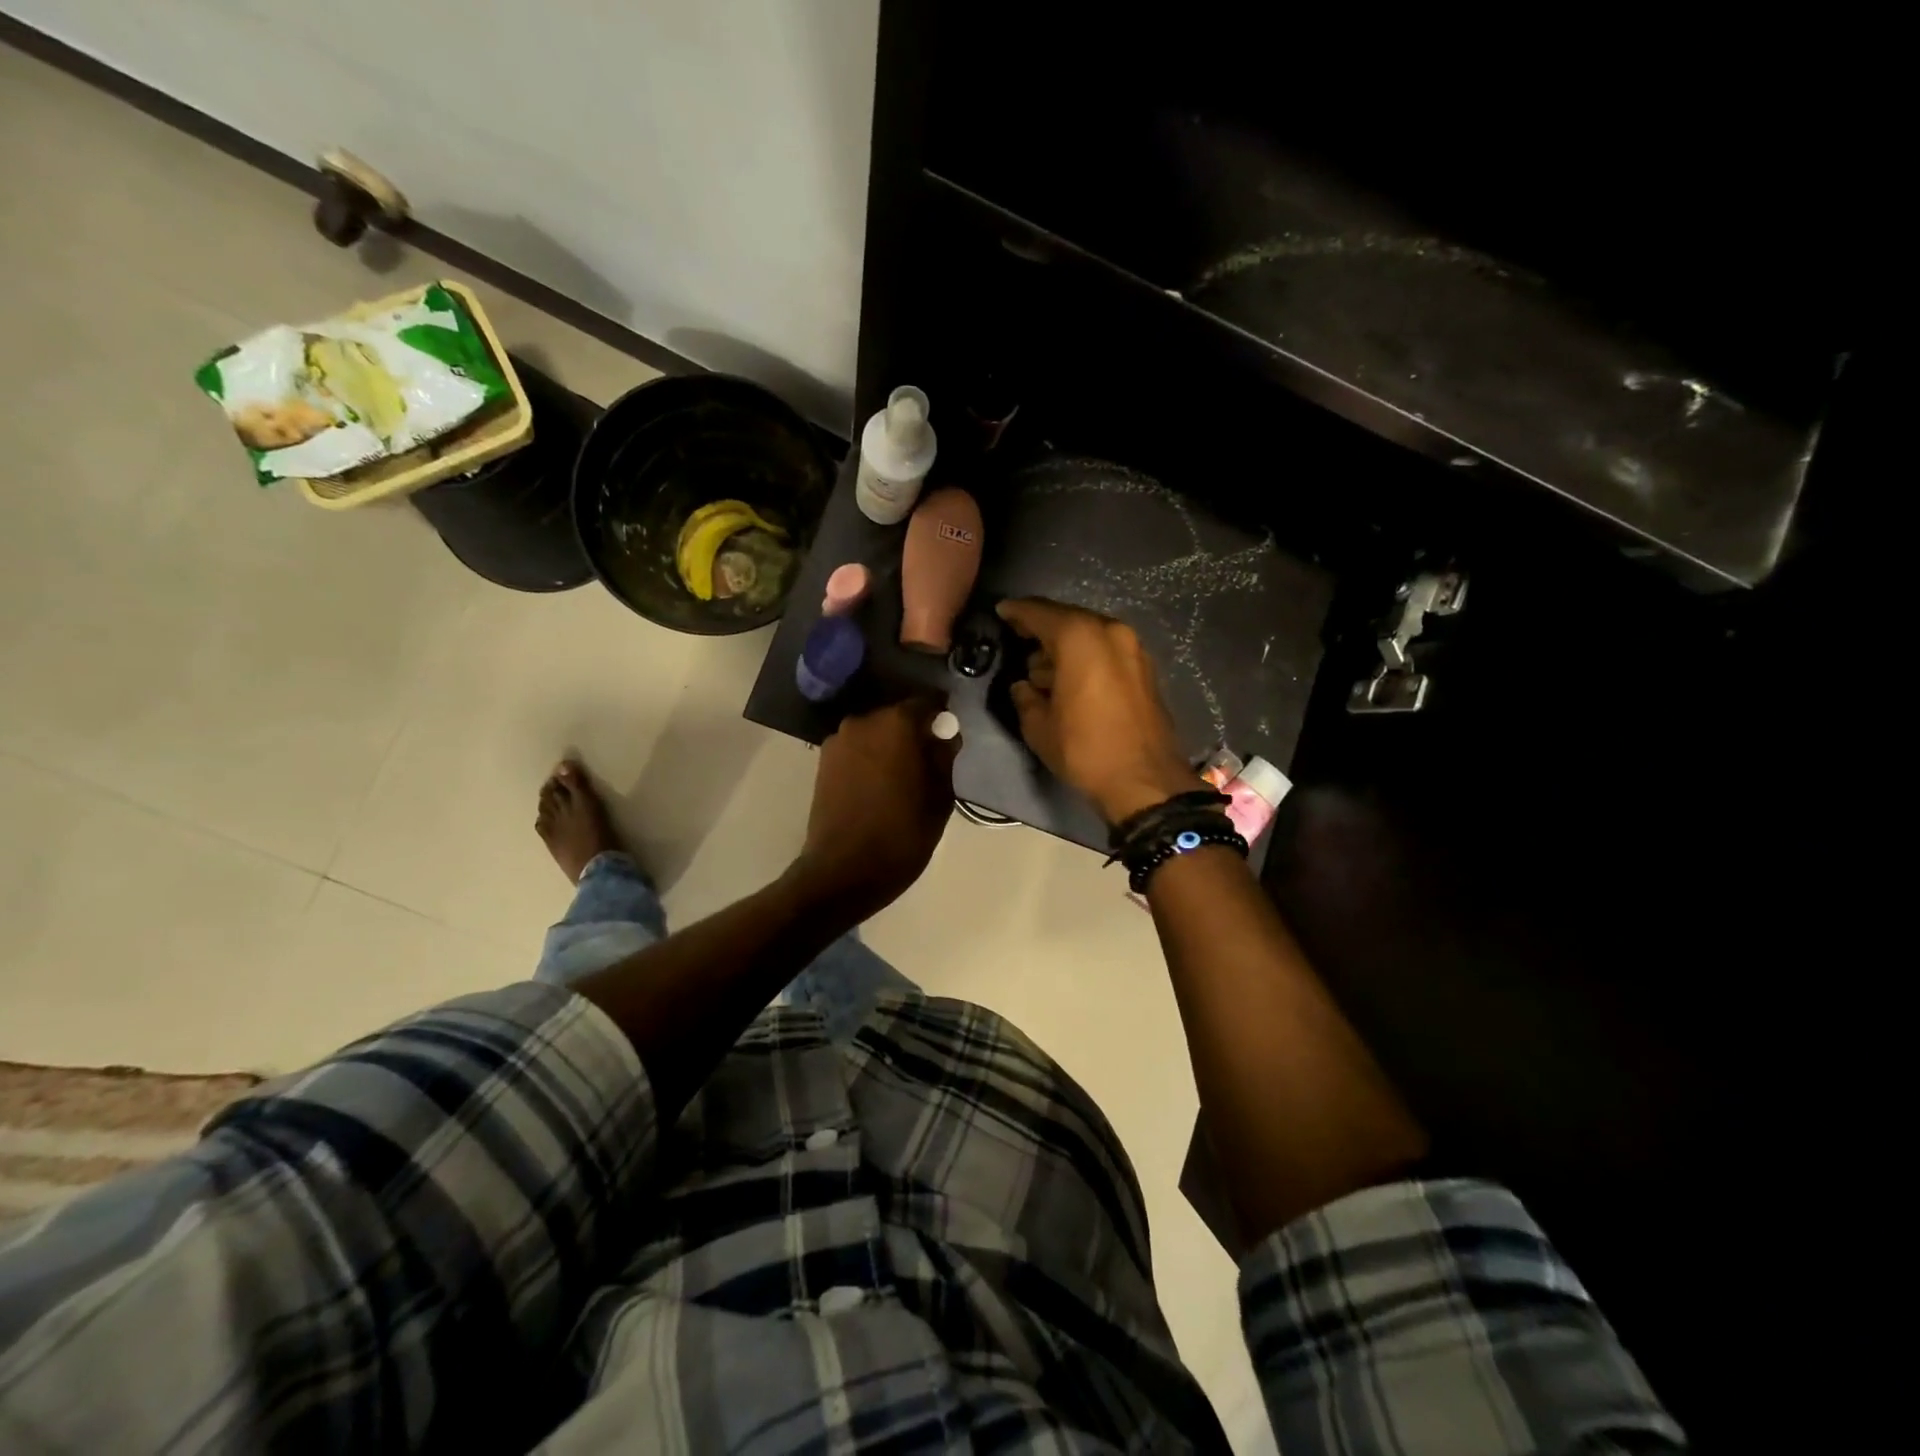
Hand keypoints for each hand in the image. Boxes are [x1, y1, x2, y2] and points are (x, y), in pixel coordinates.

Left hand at [789, 696, 958, 923]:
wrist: (844, 870)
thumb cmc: (902, 833)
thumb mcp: (939, 797)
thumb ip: (943, 757)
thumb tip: (944, 736)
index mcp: (896, 723)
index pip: (926, 702)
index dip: (941, 716)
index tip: (949, 734)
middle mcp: (863, 721)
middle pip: (897, 716)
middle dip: (913, 731)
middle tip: (928, 759)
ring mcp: (838, 741)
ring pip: (874, 733)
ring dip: (889, 745)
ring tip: (902, 776)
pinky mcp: (823, 762)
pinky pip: (856, 749)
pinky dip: (869, 758)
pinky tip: (878, 785)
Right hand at [996, 598, 1203, 824]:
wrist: (1145, 780)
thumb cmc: (1085, 749)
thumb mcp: (1039, 726)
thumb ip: (1025, 696)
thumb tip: (1024, 686)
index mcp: (1079, 638)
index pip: (1039, 613)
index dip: (1016, 612)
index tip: (1000, 612)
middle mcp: (1109, 632)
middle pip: (1067, 619)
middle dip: (1042, 628)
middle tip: (1018, 639)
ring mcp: (1132, 648)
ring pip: (1089, 635)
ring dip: (1064, 646)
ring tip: (1042, 669)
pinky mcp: (1144, 668)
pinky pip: (1105, 650)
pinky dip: (1086, 657)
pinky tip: (1070, 678)